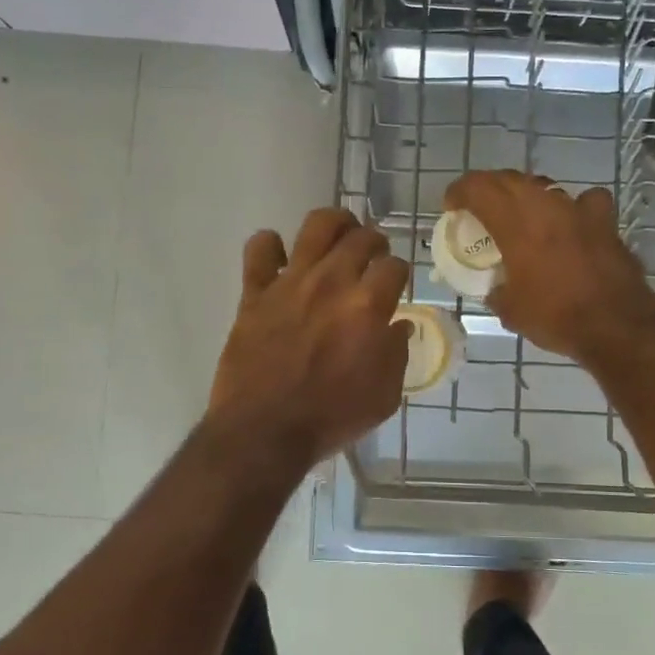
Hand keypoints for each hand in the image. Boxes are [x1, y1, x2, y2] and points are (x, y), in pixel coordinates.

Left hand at [208, 208, 411, 467]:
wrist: (264, 431)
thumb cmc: (330, 418)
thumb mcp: (383, 396)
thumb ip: (396, 354)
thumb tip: (398, 326)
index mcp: (367, 306)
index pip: (395, 266)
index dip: (400, 272)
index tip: (396, 285)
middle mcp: (331, 282)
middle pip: (361, 237)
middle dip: (375, 241)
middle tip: (374, 256)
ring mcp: (290, 282)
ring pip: (317, 226)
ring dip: (335, 224)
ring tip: (339, 234)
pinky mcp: (255, 292)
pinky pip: (260, 249)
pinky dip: (270, 246)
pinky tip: (280, 257)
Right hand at [442, 170, 654, 362]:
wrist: (615, 323)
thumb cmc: (555, 316)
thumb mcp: (510, 310)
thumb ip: (496, 291)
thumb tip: (494, 288)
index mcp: (514, 223)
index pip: (479, 188)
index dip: (460, 191)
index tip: (452, 205)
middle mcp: (544, 205)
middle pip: (509, 179)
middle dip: (489, 188)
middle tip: (479, 207)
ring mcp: (577, 209)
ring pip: (544, 186)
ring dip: (526, 195)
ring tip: (520, 215)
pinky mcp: (604, 221)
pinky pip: (584, 201)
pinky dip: (572, 207)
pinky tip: (571, 222)